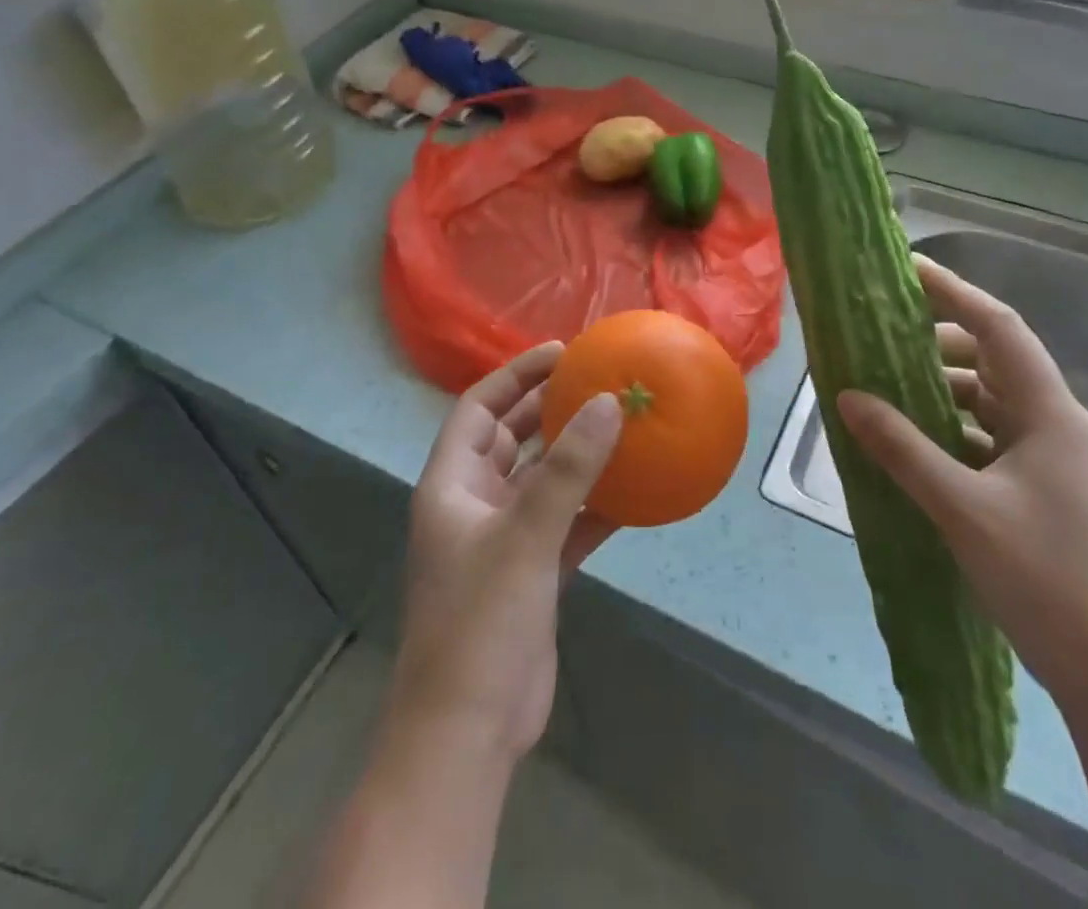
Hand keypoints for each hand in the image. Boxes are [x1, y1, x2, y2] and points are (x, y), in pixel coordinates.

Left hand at [388, 342, 622, 768]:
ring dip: (577, 455)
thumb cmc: (480, 621)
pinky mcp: (533, 573)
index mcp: (452, 485)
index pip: (478, 408)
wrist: (468, 733)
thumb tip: (608, 402)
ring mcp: (505, 540)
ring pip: (543, 479)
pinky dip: (595, 505)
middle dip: (548, 407)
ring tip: (620, 424)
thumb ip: (568, 469)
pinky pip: (567, 522)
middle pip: (510, 437)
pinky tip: (635, 492)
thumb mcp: (525, 535)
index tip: (561, 353)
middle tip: (596, 380)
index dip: (515, 375)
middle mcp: (475, 504)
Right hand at [835, 255, 1087, 702]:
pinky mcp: (1038, 487)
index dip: (954, 292)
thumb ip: (902, 448)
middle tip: (884, 333)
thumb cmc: (1042, 577)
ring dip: (941, 388)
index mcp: (1049, 413)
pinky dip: (949, 428)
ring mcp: (1048, 457)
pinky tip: (912, 441)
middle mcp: (1053, 423)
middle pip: (992, 358)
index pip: (999, 328)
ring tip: (887, 386)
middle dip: (938, 341)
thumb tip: (848, 396)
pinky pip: (986, 435)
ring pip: (987, 399)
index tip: (907, 270)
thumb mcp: (961, 508)